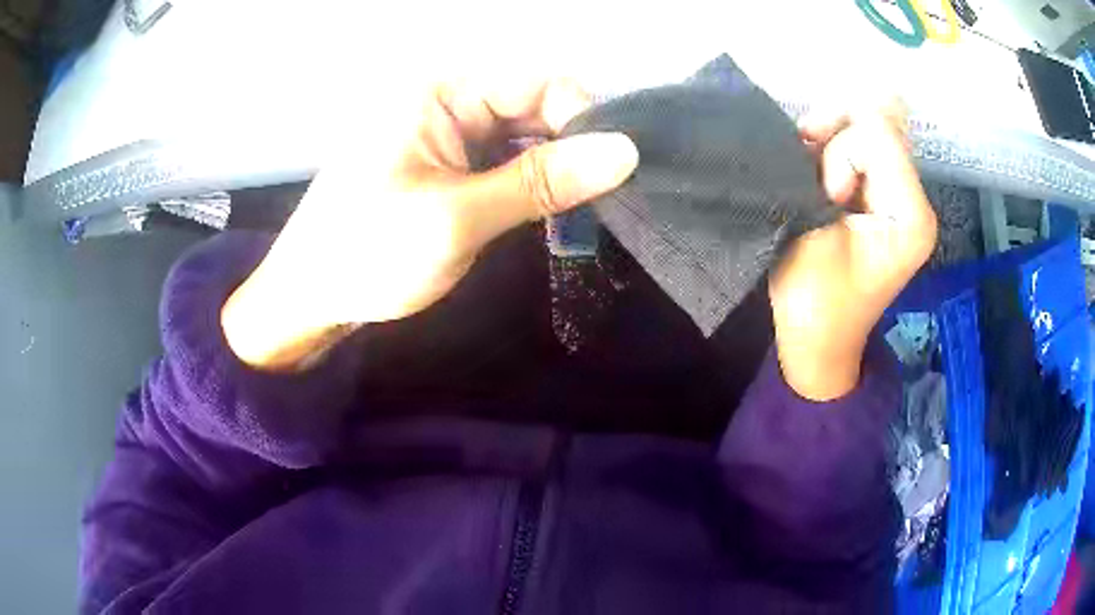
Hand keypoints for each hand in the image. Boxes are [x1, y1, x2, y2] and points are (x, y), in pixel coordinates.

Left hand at [222, 78, 638, 370]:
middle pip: (533, 105)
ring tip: (575, 213)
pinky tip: (545, 212)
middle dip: (570, 148)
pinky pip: (503, 159)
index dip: (581, 118)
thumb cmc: (366, 255)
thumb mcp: (457, 219)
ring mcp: (444, 132)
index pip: (537, 81)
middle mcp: (445, 99)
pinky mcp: (445, 162)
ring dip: (552, 170)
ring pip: (523, 135)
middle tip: (598, 202)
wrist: (309, 298)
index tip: (610, 173)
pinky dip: (528, 183)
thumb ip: (541, 182)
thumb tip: (625, 152)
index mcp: (439, 92)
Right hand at [770, 100, 937, 399]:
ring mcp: (901, 197)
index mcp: (911, 213)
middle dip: (836, 139)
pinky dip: (834, 154)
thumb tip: (853, 103)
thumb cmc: (814, 300)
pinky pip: (862, 150)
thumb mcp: (815, 229)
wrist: (818, 343)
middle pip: (877, 127)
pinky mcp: (885, 198)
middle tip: (813, 176)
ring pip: (867, 132)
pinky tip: (819, 177)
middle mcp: (914, 199)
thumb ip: (832, 163)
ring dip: (831, 145)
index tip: (827, 198)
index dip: (838, 154)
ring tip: (813, 181)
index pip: (877, 134)